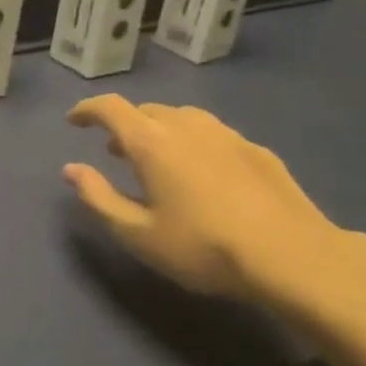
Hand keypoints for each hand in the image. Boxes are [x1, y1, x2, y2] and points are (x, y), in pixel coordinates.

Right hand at [64, 95, 365, 306]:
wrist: (294, 257)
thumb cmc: (204, 247)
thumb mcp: (138, 234)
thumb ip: (98, 197)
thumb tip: (71, 169)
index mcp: (151, 142)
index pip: (110, 108)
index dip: (87, 110)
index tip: (74, 121)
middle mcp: (187, 126)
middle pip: (147, 111)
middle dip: (124, 125)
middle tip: (114, 151)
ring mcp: (227, 135)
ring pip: (182, 119)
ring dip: (160, 130)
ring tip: (157, 159)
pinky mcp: (257, 151)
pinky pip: (213, 135)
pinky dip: (194, 143)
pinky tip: (204, 173)